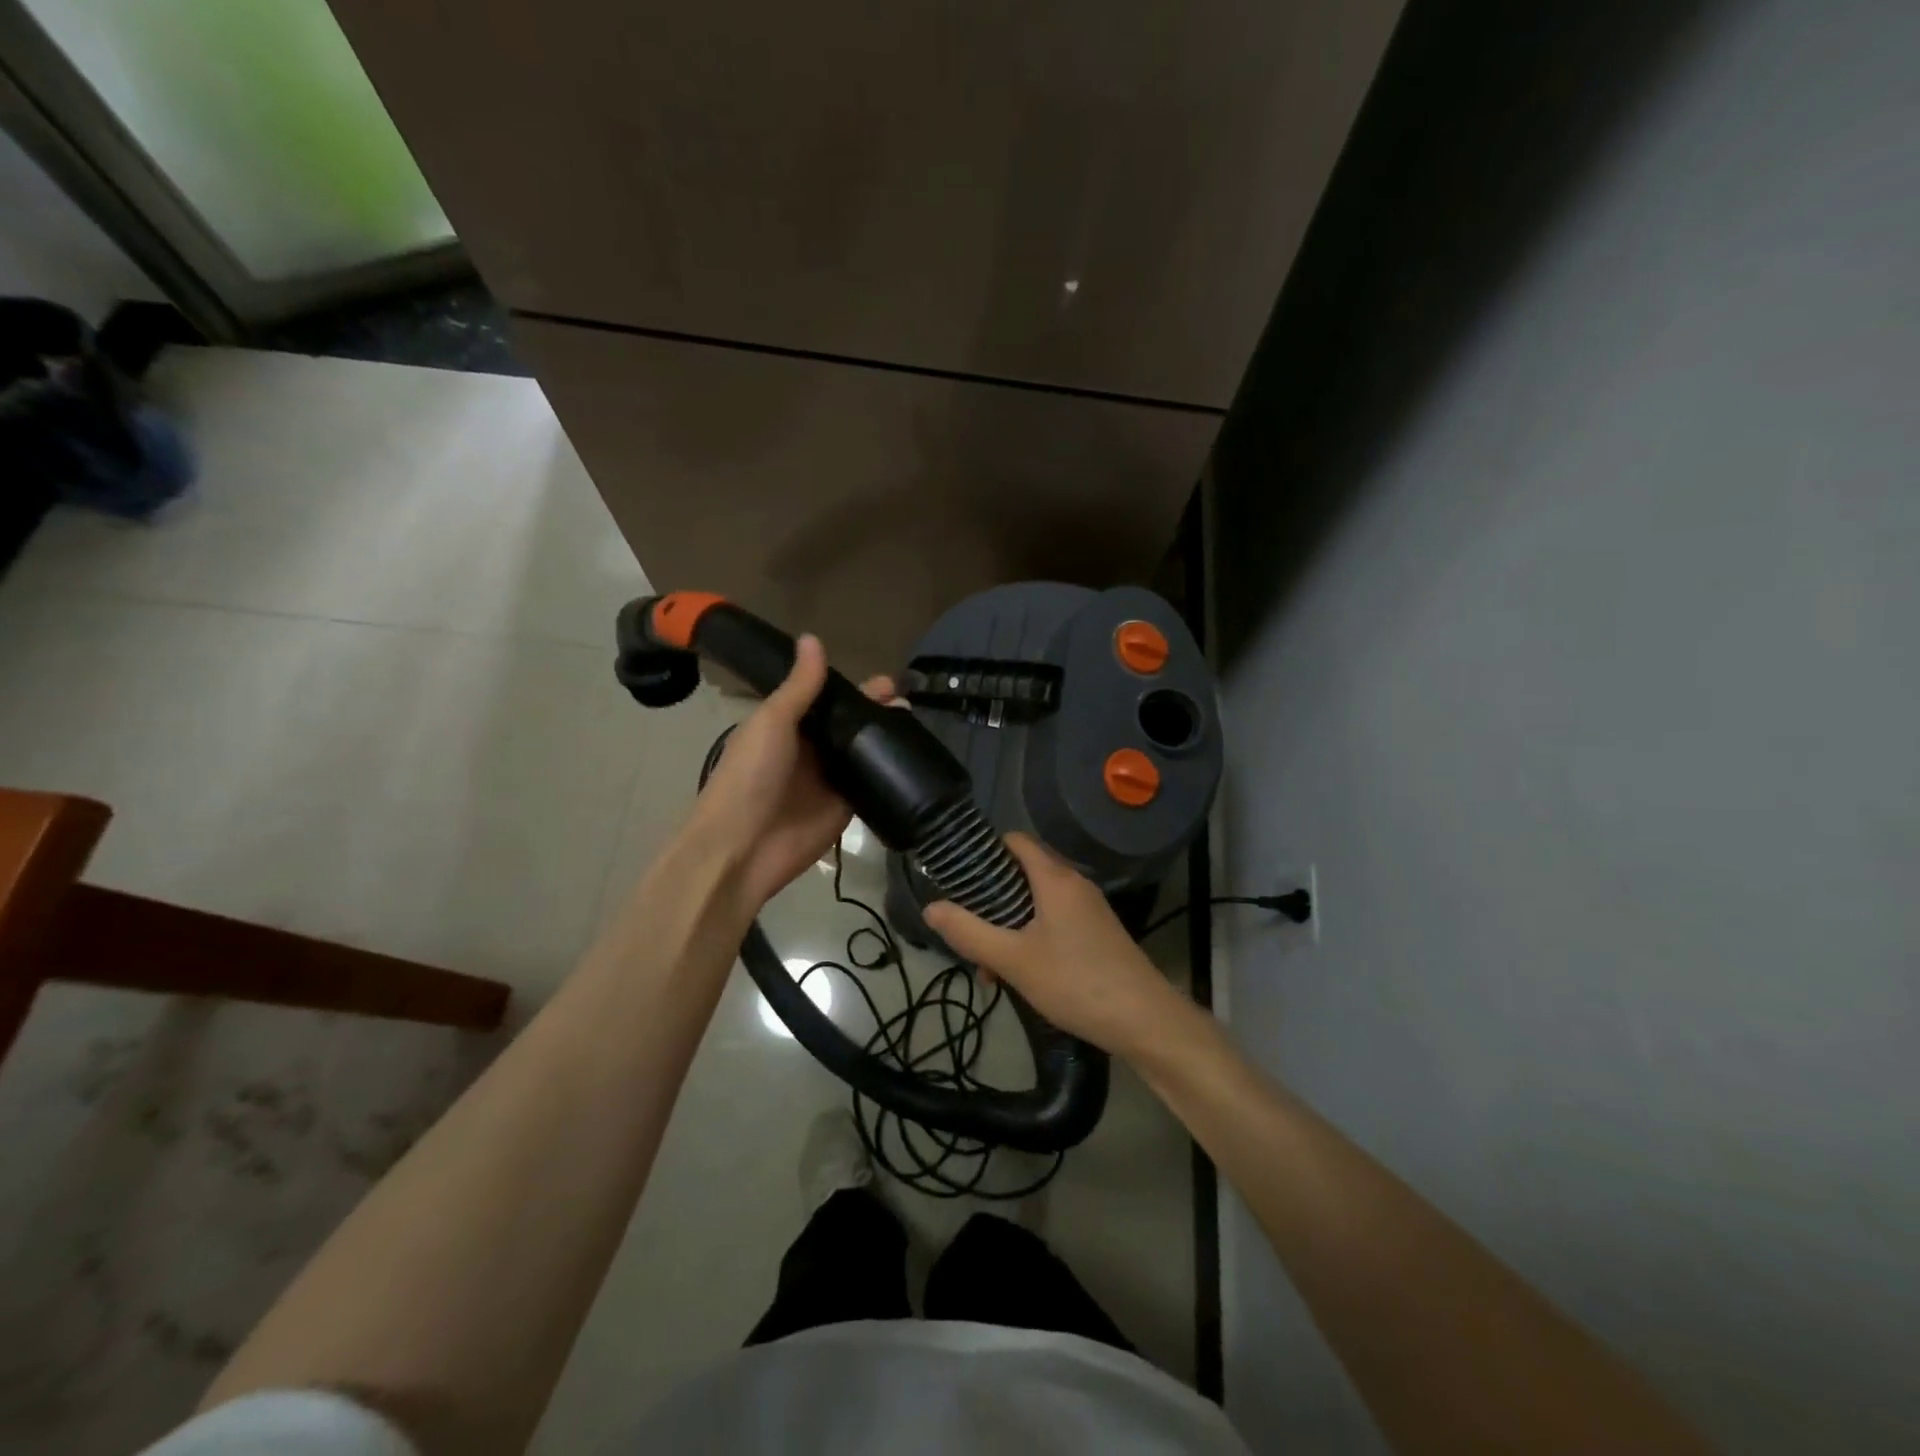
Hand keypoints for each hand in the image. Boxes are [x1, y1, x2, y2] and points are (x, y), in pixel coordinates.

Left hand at [679, 634, 892, 913]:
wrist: (742, 847)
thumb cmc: (750, 776)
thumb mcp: (772, 722)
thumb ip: (799, 686)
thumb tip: (813, 638)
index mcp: (787, 726)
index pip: (826, 699)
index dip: (853, 688)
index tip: (885, 681)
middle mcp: (811, 750)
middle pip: (849, 724)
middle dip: (876, 711)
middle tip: (905, 701)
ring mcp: (829, 780)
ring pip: (863, 752)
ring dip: (886, 738)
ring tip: (914, 723)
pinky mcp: (845, 807)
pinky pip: (871, 785)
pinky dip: (889, 773)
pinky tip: (914, 758)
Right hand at [924, 834, 1185, 1059]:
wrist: (1145, 1020)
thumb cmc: (1075, 982)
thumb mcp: (1013, 960)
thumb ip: (969, 933)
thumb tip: (931, 907)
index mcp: (1055, 878)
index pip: (1015, 841)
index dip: (984, 851)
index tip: (957, 876)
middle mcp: (1074, 884)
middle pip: (1022, 874)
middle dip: (990, 900)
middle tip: (968, 932)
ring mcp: (1089, 909)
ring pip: (1036, 903)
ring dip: (1008, 926)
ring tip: (990, 968)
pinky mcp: (1097, 933)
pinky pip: (1054, 921)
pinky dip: (1031, 937)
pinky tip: (1020, 975)